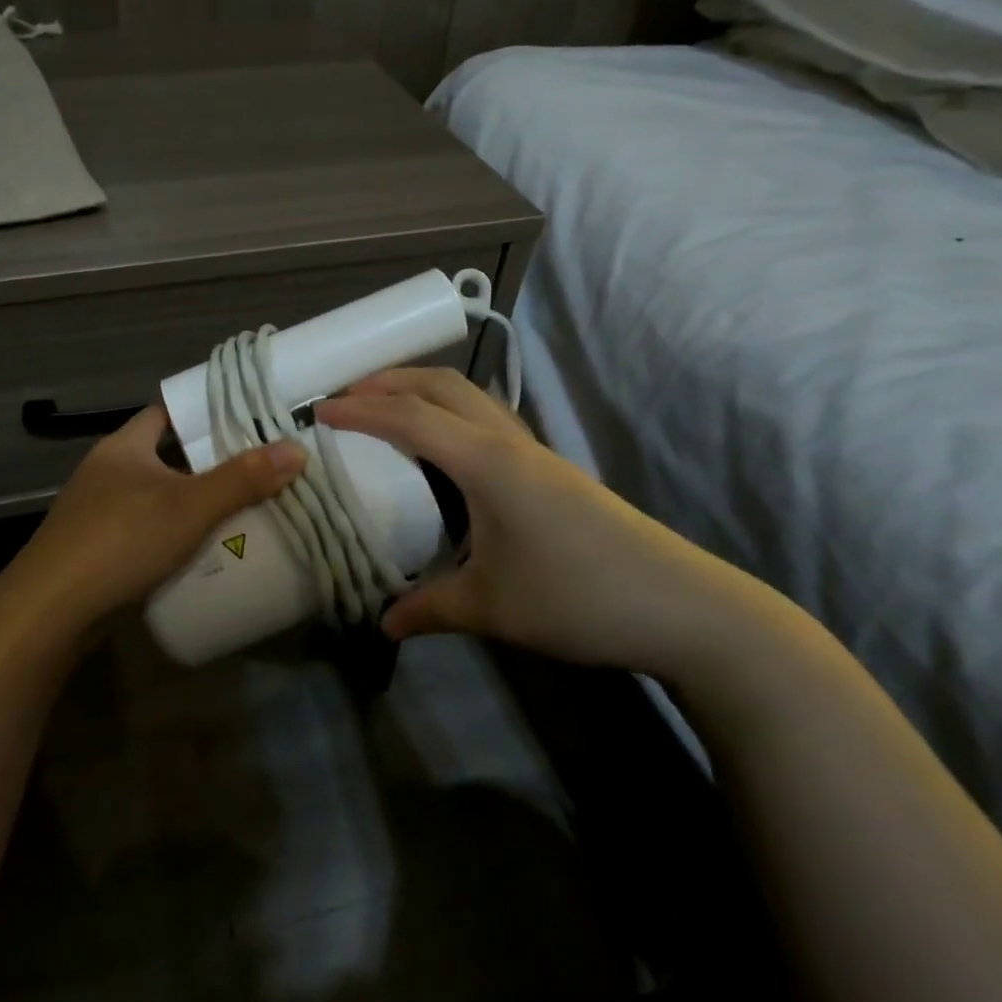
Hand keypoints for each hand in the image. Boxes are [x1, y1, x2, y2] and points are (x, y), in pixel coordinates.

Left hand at [2, 404, 306, 637]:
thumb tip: (297, 449)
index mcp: (123, 446)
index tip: (245, 418)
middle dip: (207, 463)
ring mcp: (98, 512)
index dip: (203, 412)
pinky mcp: (97, 550)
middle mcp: (107, 471)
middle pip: (166, 456)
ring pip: (156, 496)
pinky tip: (202, 549)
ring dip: (191, 502)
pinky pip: (146, 530)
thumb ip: (243, 479)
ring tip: (241, 506)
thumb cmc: (121, 540)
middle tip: (257, 467)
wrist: (50, 611)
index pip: (166, 413)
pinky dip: (173, 534)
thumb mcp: (189, 506)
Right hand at [316, 369, 762, 676]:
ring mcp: (536, 453)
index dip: (359, 410)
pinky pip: (487, 421)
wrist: (684, 608)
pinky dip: (449, 415)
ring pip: (470, 398)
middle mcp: (509, 442)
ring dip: (423, 391)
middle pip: (443, 385)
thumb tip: (382, 622)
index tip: (317, 411)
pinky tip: (441, 451)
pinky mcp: (552, 471)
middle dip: (390, 379)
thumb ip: (428, 608)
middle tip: (347, 395)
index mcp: (486, 462)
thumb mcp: (490, 608)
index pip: (409, 418)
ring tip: (386, 409)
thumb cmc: (577, 598)